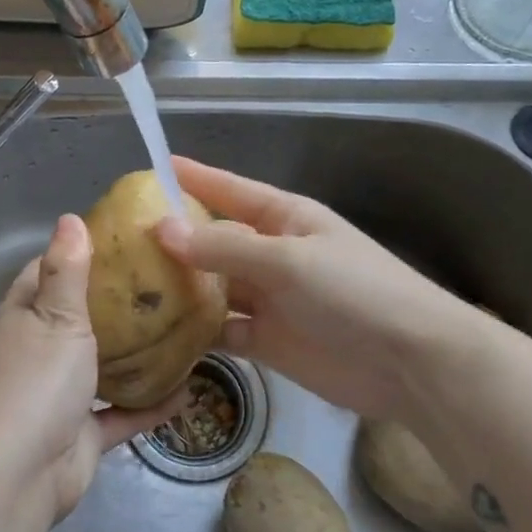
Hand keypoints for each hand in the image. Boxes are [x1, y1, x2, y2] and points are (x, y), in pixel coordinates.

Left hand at [0, 214, 177, 523]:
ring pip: (100, 366)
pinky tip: (186, 392)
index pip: (48, 271)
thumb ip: (67, 270)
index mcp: (24, 315)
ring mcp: (58, 394)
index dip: (80, 254)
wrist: (19, 475)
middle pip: (78, 317)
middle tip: (165, 282)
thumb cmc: (37, 382)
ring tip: (179, 330)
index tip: (123, 241)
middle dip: (116, 303)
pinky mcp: (80, 433)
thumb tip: (69, 218)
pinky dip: (148, 405)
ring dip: (133, 355)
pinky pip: (120, 414)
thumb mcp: (56, 316)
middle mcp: (37, 350)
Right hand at [155, 157, 487, 425]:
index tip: (152, 167)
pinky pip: (222, 330)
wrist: (412, 363)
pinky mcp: (267, 340)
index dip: (192, 178)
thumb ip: (223, 246)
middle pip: (213, 239)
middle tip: (120, 239)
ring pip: (212, 286)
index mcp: (283, 218)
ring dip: (179, 286)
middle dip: (173, 238)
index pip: (228, 189)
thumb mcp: (287, 260)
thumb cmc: (354, 292)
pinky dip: (195, 331)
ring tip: (128, 285)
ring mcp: (268, 298)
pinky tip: (160, 333)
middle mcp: (271, 253)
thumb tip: (161, 228)